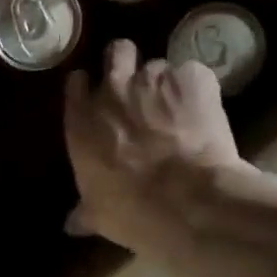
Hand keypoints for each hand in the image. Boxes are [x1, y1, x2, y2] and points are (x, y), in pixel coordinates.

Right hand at [64, 40, 276, 255]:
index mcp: (82, 122)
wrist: (188, 202)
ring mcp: (154, 80)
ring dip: (166, 84)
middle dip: (126, 63)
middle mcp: (113, 91)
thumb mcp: (99, 214)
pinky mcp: (194, 78)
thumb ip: (84, 210)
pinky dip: (198, 90)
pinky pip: (193, 74)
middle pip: (116, 52)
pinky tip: (205, 113)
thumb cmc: (132, 211)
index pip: (75, 85)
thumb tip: (71, 225)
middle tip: (137, 86)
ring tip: (179, 109)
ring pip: (158, 66)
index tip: (96, 96)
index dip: (87, 88)